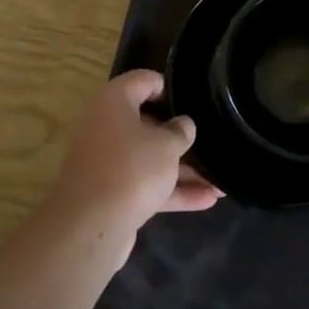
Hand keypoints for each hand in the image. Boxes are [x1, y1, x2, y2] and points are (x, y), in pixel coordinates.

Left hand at [46, 71, 222, 255]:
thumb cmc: (131, 169)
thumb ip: (180, 131)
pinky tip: (207, 200)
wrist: (89, 227)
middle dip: (179, 137)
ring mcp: (105, 161)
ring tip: (219, 179)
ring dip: (182, 169)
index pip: (144, 81)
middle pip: (147, 123)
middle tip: (208, 140)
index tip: (193, 100)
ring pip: (148, 158)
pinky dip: (171, 190)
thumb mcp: (166, 145)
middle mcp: (105, 125)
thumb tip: (183, 125)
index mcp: (113, 101)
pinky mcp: (110, 192)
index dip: (169, 88)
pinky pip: (144, 184)